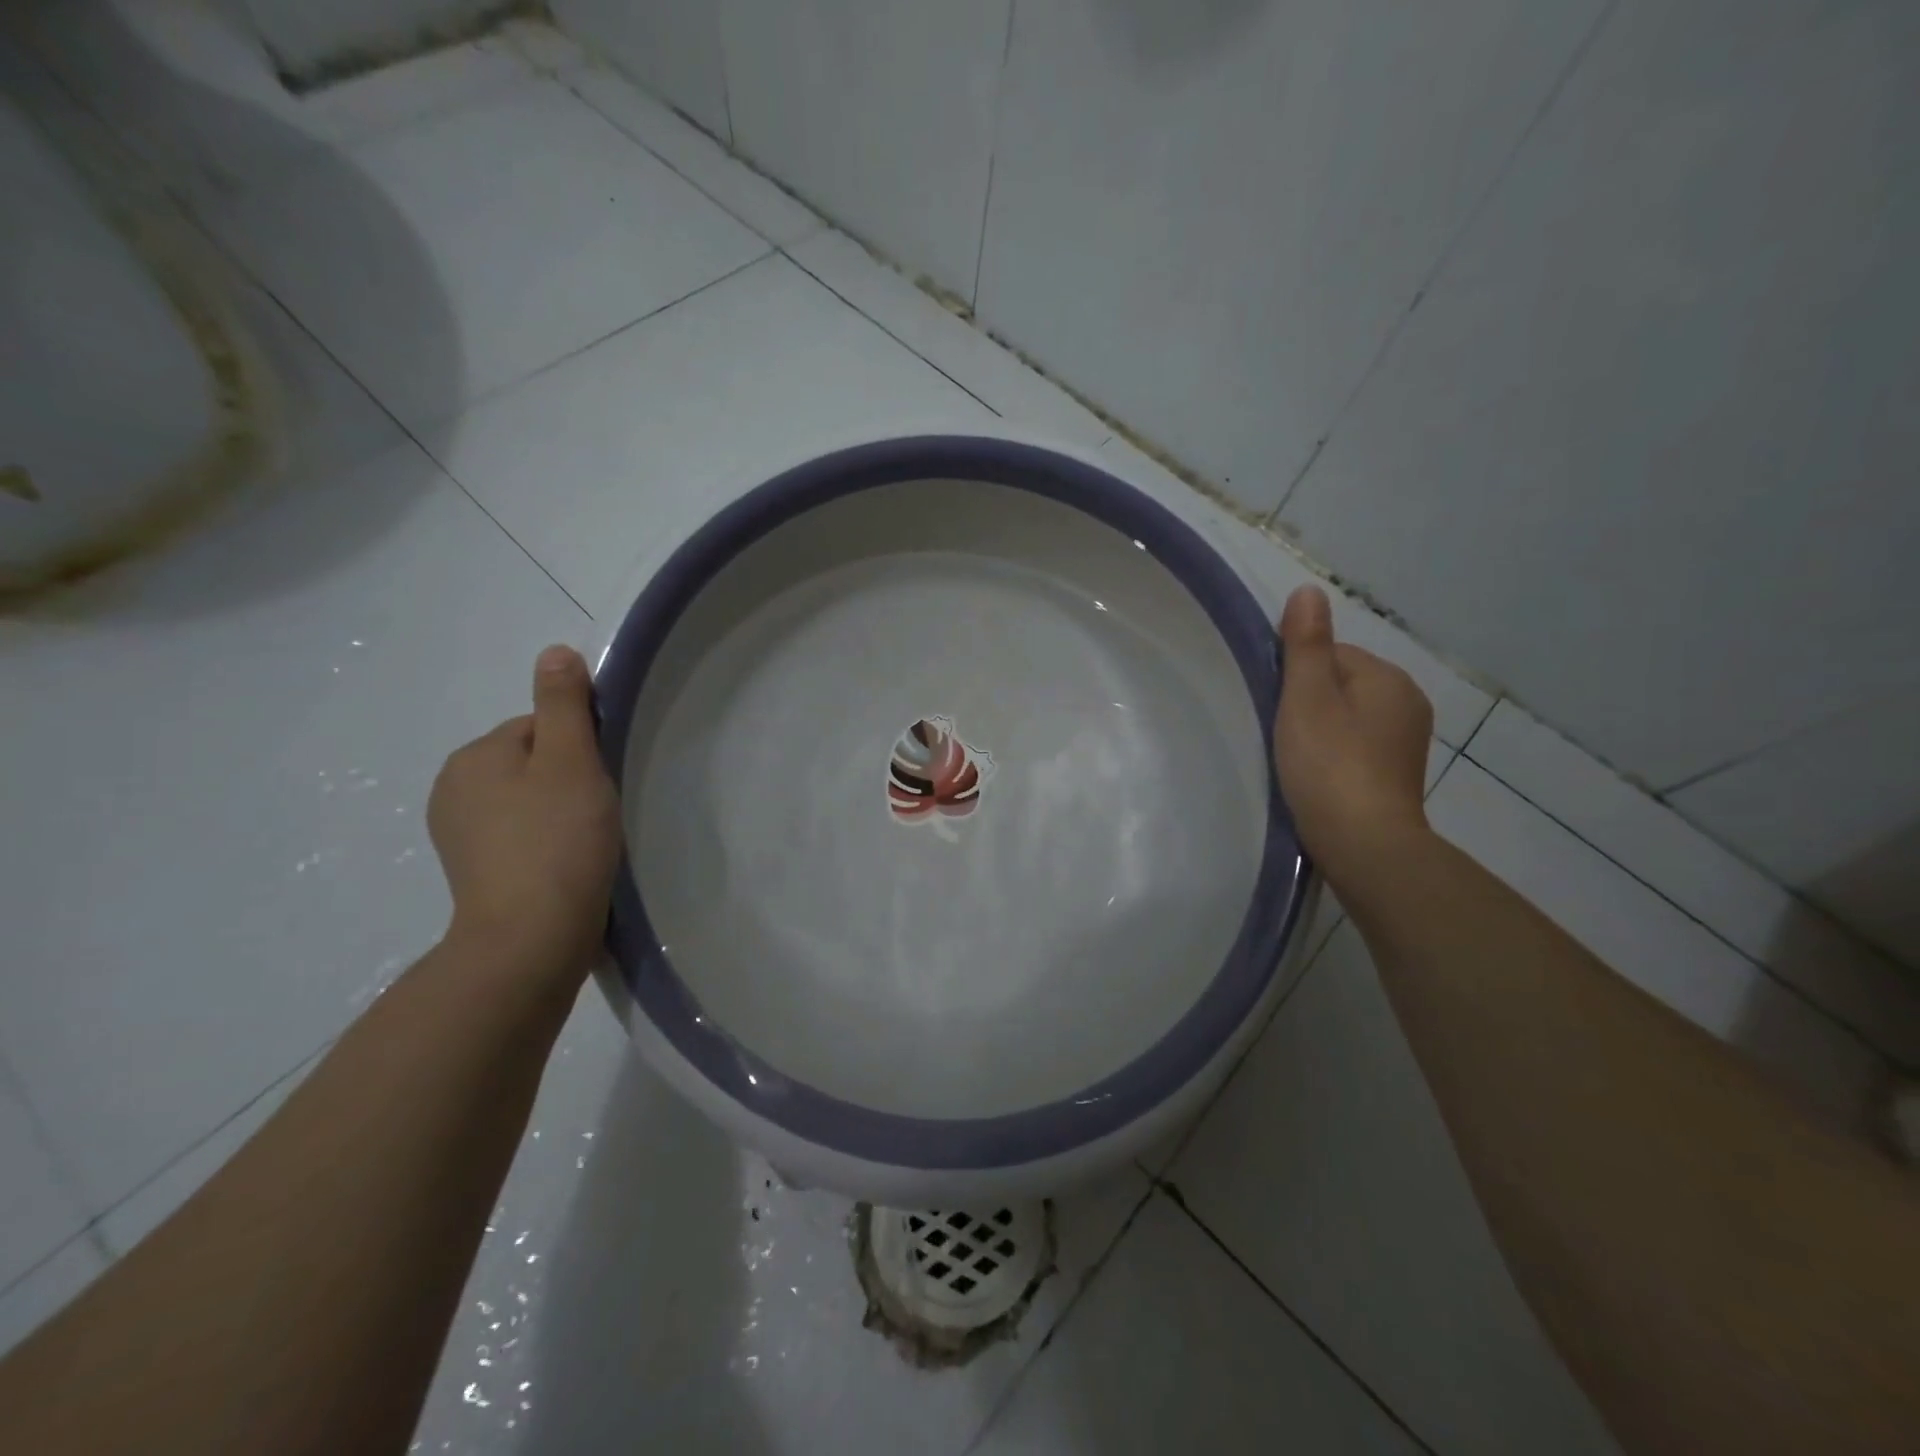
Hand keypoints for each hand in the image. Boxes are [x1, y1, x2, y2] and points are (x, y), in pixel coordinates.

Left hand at [428, 646, 621, 981]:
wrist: (530, 940)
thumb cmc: (557, 841)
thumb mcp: (570, 761)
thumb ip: (563, 705)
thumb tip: (554, 652)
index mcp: (474, 757)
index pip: (539, 728)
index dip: (579, 749)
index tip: (599, 782)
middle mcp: (453, 789)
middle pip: (531, 763)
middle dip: (567, 780)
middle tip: (596, 814)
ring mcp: (458, 836)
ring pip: (527, 801)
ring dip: (558, 813)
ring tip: (586, 843)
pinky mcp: (474, 872)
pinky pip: (519, 836)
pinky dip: (544, 843)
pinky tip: (566, 866)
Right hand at [1273, 585, 1433, 891]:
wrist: (1364, 844)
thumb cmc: (1329, 765)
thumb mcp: (1307, 698)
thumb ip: (1306, 645)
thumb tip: (1308, 590)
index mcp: (1388, 678)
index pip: (1331, 655)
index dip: (1296, 676)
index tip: (1276, 707)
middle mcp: (1407, 702)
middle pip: (1341, 684)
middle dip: (1309, 702)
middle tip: (1281, 734)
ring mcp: (1406, 741)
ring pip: (1348, 717)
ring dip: (1321, 729)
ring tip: (1296, 759)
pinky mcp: (1397, 773)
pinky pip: (1357, 745)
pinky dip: (1335, 754)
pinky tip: (1318, 776)